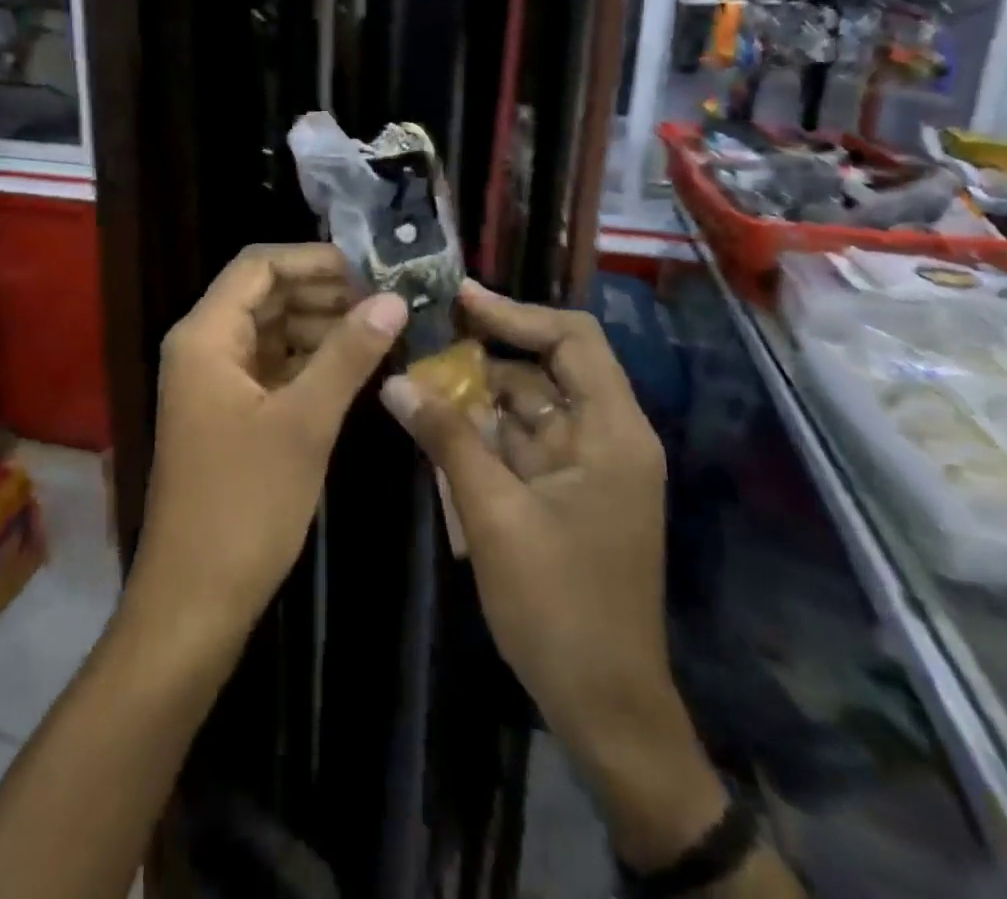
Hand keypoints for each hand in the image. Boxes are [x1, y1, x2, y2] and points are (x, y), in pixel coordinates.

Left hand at [131, 244, 407, 639]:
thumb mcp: (304, 423)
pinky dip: (308, 360)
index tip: (370, 271)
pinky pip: (271, 366)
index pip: (258, 266)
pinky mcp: (229, 412)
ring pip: (271, 330)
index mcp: (205, 336)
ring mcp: (214, 382)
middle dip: (323, 292)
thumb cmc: (244, 504)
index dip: (313, 260)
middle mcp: (203, 347)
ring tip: (379, 332)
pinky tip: (352, 367)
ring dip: (320, 325)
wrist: (195, 599)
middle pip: (265, 294)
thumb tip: (394, 299)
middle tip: (385, 302)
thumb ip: (348, 354)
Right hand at [383, 282, 726, 870]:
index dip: (516, 313)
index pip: (573, 339)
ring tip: (418, 373)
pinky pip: (522, 442)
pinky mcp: (567, 492)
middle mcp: (607, 437)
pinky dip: (484, 430)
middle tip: (424, 334)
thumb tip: (395, 382)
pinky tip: (437, 422)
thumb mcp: (493, 516)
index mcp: (612, 432)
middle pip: (547, 368)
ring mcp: (588, 467)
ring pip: (529, 405)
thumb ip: (446, 439)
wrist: (604, 706)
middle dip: (486, 352)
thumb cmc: (559, 606)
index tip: (459, 298)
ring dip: (478, 392)